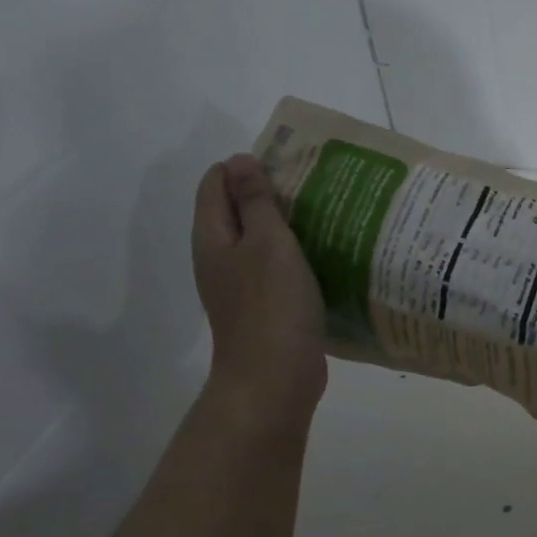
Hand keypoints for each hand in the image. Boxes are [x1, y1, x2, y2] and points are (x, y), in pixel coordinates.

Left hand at [192, 154, 327, 433]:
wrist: (274, 376)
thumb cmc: (271, 303)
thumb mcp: (268, 242)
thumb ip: (256, 201)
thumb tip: (240, 160)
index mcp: (212, 237)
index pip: (216, 183)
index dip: (246, 167)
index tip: (288, 165)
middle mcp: (218, 258)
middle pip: (236, 212)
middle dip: (269, 195)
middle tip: (312, 187)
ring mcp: (239, 286)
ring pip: (258, 242)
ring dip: (285, 227)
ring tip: (324, 217)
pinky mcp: (263, 308)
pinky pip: (275, 269)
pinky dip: (294, 257)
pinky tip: (323, 257)